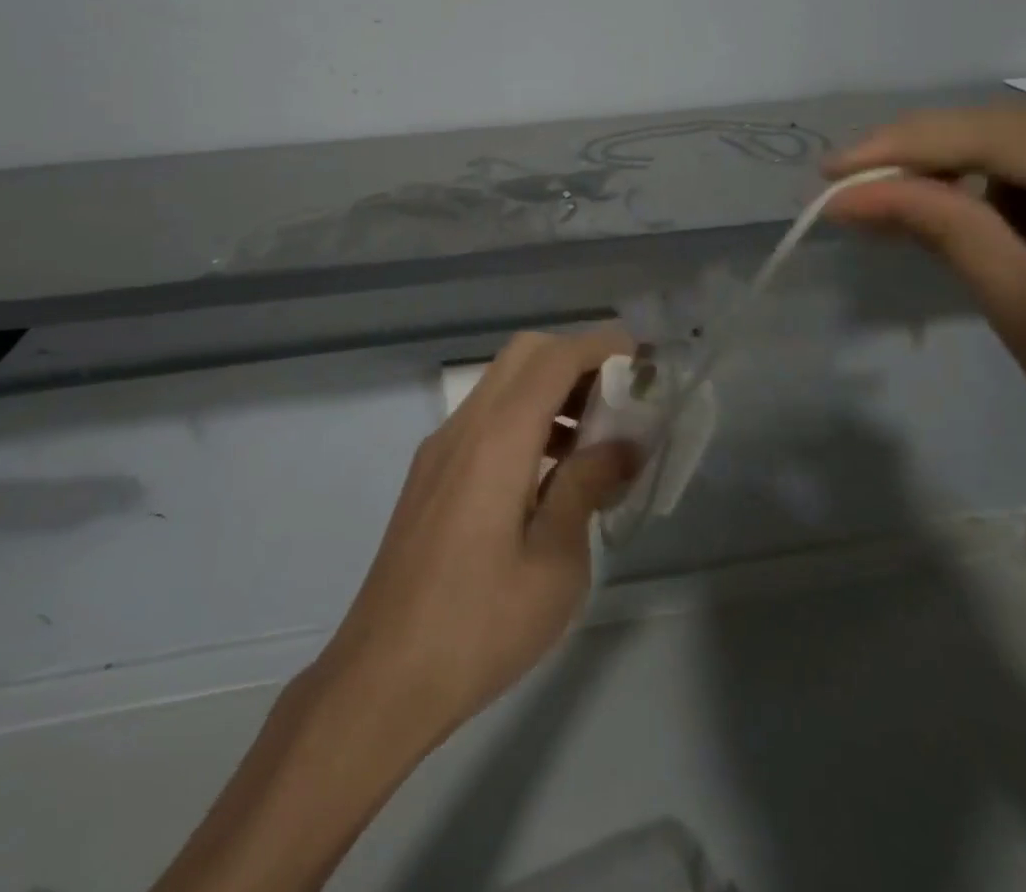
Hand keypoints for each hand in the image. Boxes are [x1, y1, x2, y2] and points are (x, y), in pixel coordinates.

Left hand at [315, 329, 639, 754]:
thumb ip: (587, 487)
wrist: (381, 678)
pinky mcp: (431, 473)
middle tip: (619, 397)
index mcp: (497, 439)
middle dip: (576, 359)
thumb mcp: (556, 564)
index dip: (601, 346)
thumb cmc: (479, 626)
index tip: (644, 359)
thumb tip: (624, 444)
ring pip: (502, 384)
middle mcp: (464, 427)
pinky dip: (524, 417)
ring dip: (550, 388)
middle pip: (524, 355)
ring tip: (595, 438)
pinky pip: (485, 417)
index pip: (553, 359)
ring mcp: (441, 448)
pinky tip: (551, 472)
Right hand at [823, 105, 1025, 510]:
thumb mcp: (1021, 307)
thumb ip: (940, 228)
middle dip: (932, 163)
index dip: (903, 148)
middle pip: (1011, 127)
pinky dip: (1014, 191)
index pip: (997, 135)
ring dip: (976, 182)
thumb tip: (848, 194)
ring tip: (971, 247)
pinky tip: (1015, 239)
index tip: (829, 171)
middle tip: (862, 197)